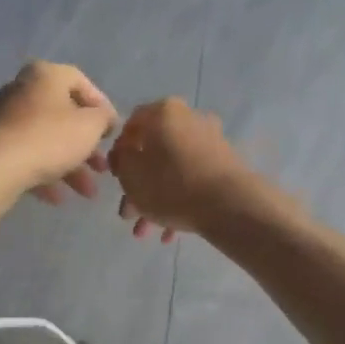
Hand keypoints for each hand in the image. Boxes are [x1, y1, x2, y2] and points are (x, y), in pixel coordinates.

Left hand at [0, 61, 118, 203]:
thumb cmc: (51, 138)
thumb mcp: (91, 126)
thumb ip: (103, 118)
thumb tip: (104, 118)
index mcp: (46, 75)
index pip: (81, 83)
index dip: (101, 107)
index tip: (112, 132)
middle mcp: (23, 90)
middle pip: (64, 117)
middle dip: (87, 147)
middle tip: (103, 169)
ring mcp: (7, 119)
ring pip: (48, 141)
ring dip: (71, 167)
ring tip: (88, 193)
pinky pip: (29, 157)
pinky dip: (46, 174)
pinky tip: (58, 198)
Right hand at [108, 98, 256, 241]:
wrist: (228, 204)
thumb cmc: (170, 185)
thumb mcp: (130, 174)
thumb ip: (120, 159)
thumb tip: (125, 152)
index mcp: (163, 112)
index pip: (130, 126)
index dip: (119, 154)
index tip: (116, 179)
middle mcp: (189, 118)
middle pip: (153, 153)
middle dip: (138, 187)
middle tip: (128, 214)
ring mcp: (210, 141)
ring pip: (172, 170)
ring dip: (155, 200)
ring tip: (147, 231)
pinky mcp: (225, 164)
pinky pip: (192, 179)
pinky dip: (179, 200)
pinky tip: (170, 232)